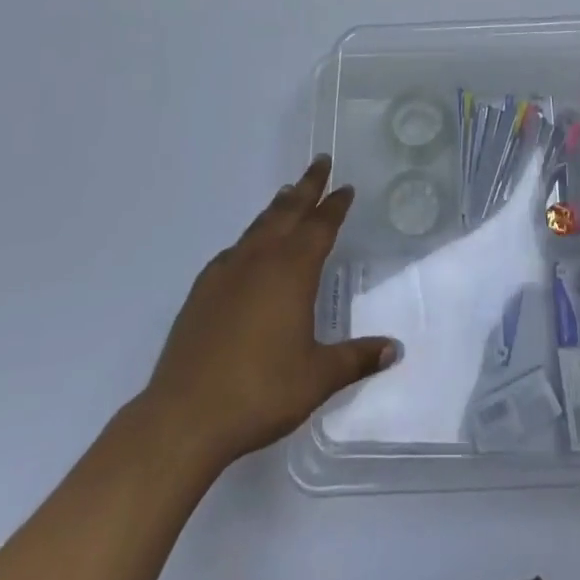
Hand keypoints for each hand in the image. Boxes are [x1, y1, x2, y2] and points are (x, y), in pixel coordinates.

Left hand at [144, 156, 397, 471]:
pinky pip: (234, 250)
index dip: (335, 205)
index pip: (320, 226)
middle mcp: (260, 260)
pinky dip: (249, 238)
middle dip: (307, 186)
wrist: (184, 417)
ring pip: (259, 226)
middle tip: (320, 162)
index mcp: (292, 271)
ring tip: (287, 192)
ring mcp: (226, 272)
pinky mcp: (202, 291)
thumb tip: (395, 349)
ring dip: (277, 207)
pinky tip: (247, 248)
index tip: (345, 187)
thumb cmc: (260, 391)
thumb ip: (356, 358)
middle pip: (288, 211)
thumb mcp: (318, 378)